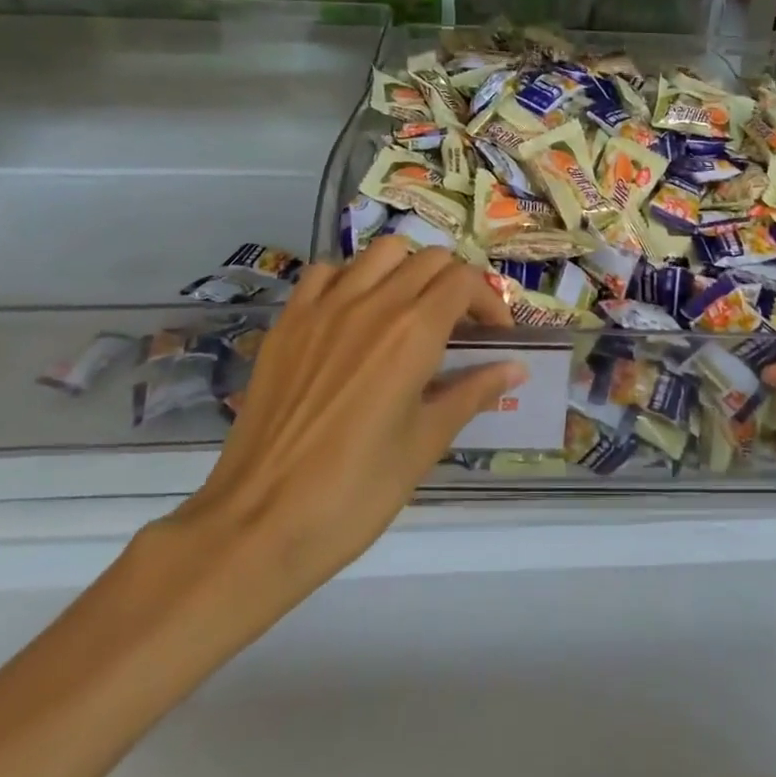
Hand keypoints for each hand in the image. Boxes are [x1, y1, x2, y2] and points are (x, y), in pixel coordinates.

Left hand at [155, 237, 522, 630]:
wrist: (259, 523)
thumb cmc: (356, 491)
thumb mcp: (425, 443)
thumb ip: (473, 393)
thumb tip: (516, 368)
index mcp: (413, 332)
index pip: (464, 280)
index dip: (489, 301)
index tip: (495, 336)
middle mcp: (372, 303)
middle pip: (429, 258)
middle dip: (455, 284)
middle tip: (458, 326)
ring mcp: (323, 307)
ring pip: (379, 254)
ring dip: (407, 270)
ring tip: (409, 311)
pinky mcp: (288, 322)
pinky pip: (327, 272)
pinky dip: (351, 279)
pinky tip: (354, 314)